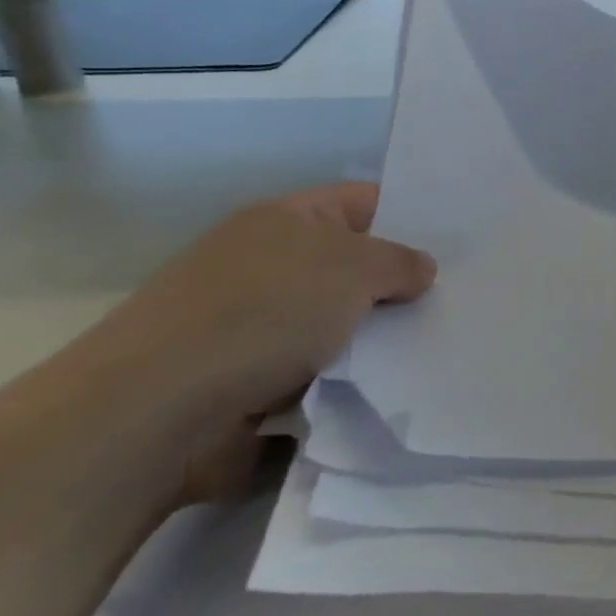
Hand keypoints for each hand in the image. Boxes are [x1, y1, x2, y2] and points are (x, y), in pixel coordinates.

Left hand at [82, 183, 434, 501]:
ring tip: (436, 346)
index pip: (365, 201)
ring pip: (338, 324)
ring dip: (376, 339)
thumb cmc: (264, 314)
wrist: (154, 414)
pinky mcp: (247, 384)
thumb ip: (401, 262)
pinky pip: (318, 374)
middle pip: (353, 266)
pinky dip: (347, 382)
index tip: (460, 243)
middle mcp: (266, 264)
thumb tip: (419, 271)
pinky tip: (389, 387)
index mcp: (285, 220)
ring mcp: (253, 327)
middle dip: (400, 285)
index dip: (412, 216)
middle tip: (460, 298)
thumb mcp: (355, 268)